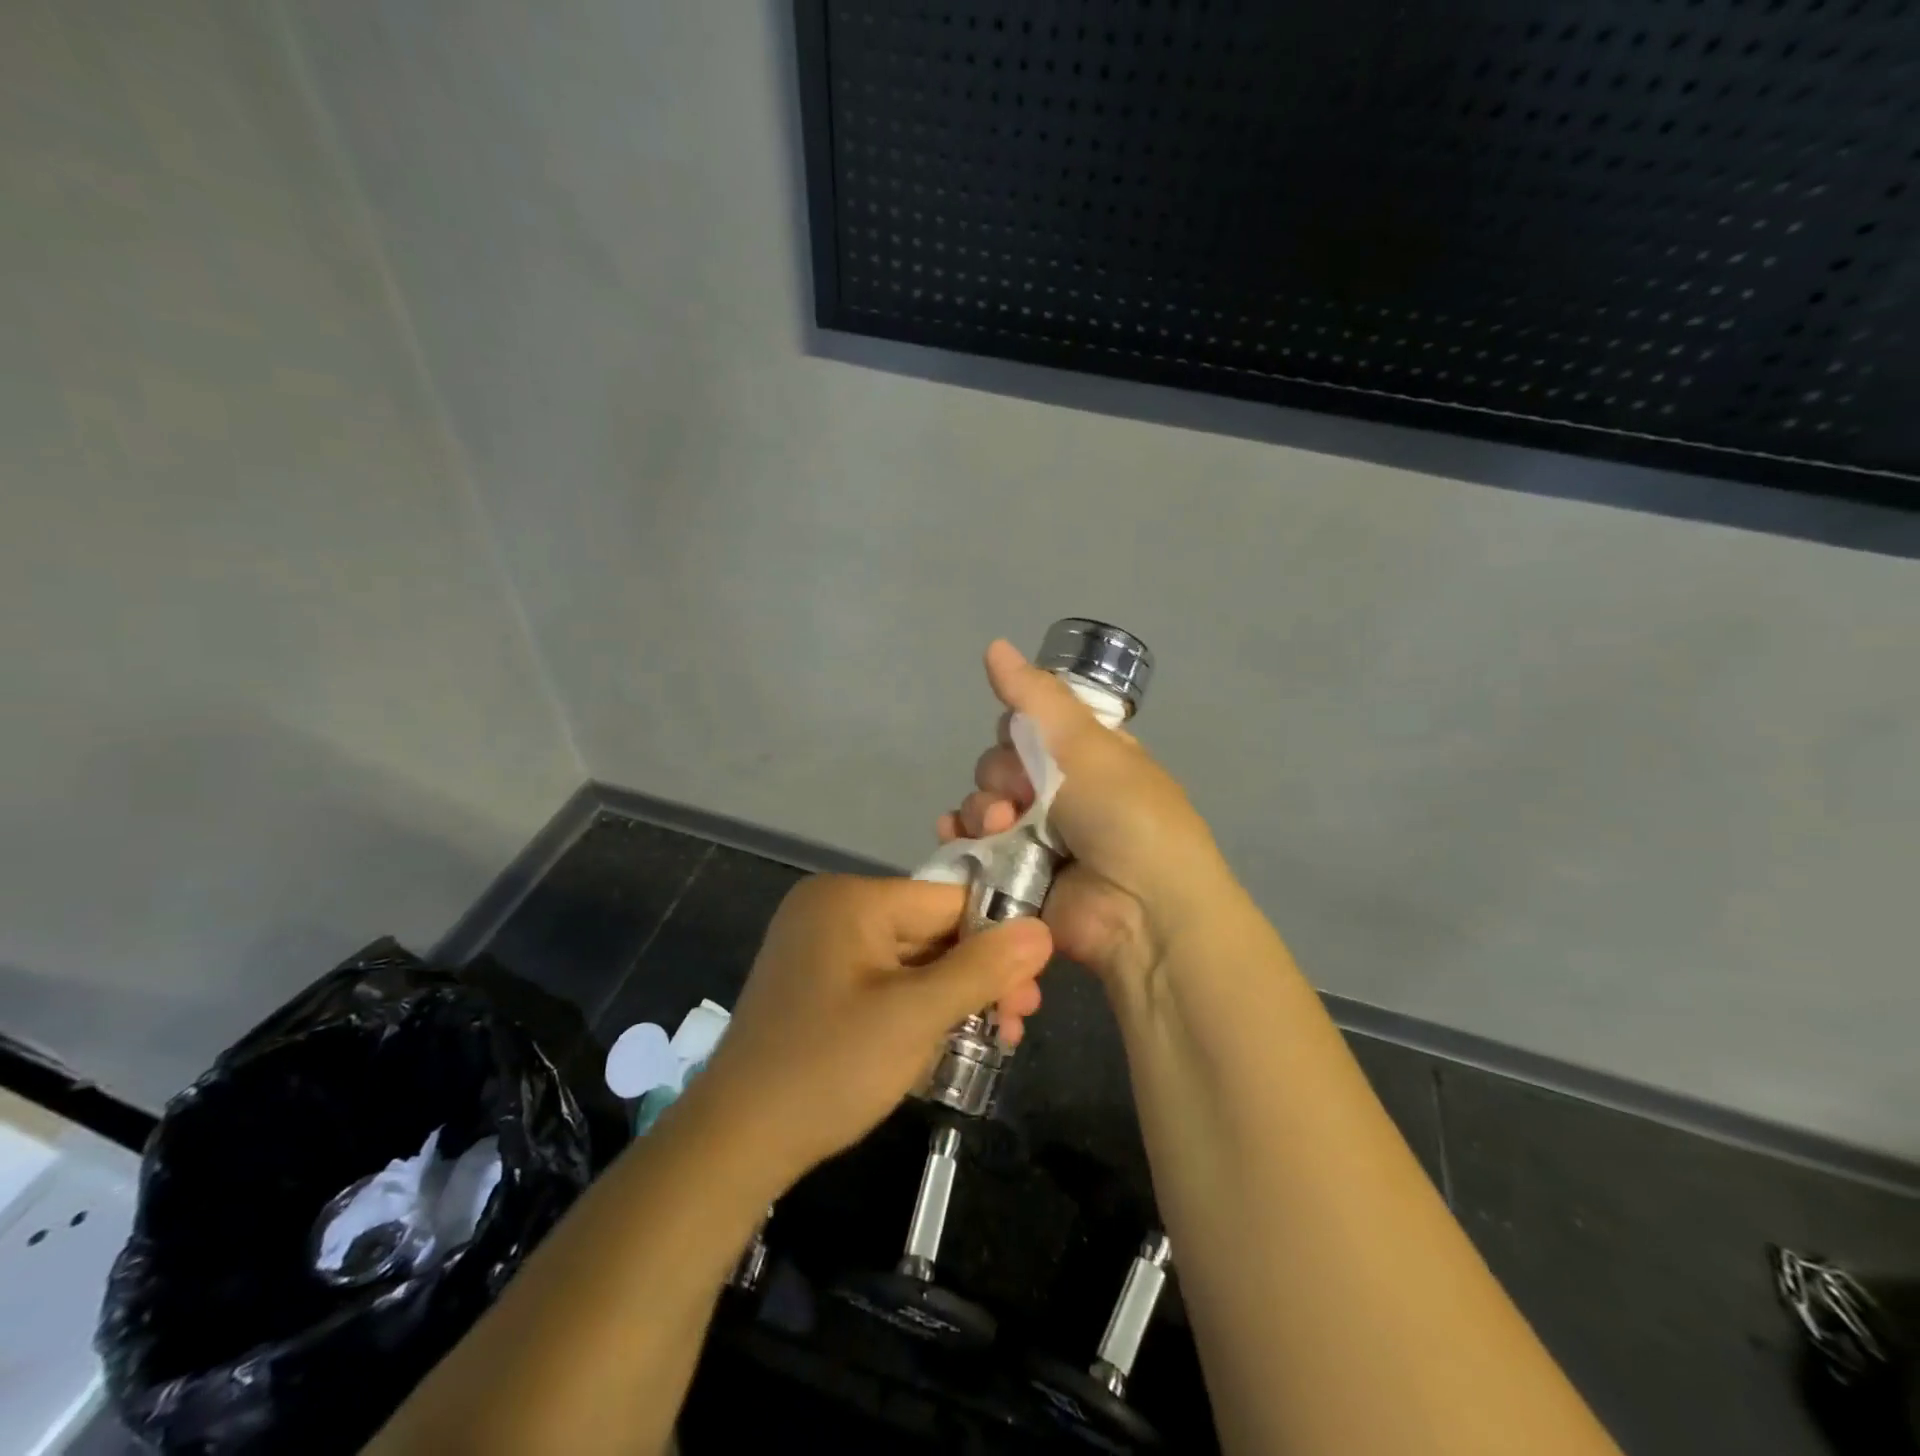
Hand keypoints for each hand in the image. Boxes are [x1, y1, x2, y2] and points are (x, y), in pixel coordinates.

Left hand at [692, 875, 1051, 1185]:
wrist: (734, 1143)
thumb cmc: (827, 1069)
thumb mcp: (915, 1017)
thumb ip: (982, 969)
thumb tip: (1042, 929)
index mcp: (851, 898)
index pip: (947, 900)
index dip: (996, 939)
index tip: (1031, 988)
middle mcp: (833, 908)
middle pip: (930, 930)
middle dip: (977, 977)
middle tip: (1016, 1023)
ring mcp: (820, 945)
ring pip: (910, 960)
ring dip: (952, 997)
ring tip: (995, 1040)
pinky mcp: (816, 981)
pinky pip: (883, 980)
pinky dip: (916, 1007)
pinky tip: (947, 1041)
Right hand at [937, 640, 1229, 988]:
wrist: (1142, 909)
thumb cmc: (1124, 813)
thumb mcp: (1086, 743)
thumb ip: (1035, 696)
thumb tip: (994, 645)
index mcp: (1084, 756)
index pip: (1028, 725)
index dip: (1016, 729)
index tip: (1023, 741)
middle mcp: (1060, 793)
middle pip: (999, 764)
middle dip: (999, 775)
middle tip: (1022, 797)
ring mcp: (1037, 837)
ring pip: (983, 805)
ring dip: (982, 810)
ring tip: (1001, 828)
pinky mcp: (1014, 876)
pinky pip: (973, 847)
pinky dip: (959, 838)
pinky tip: (955, 836)